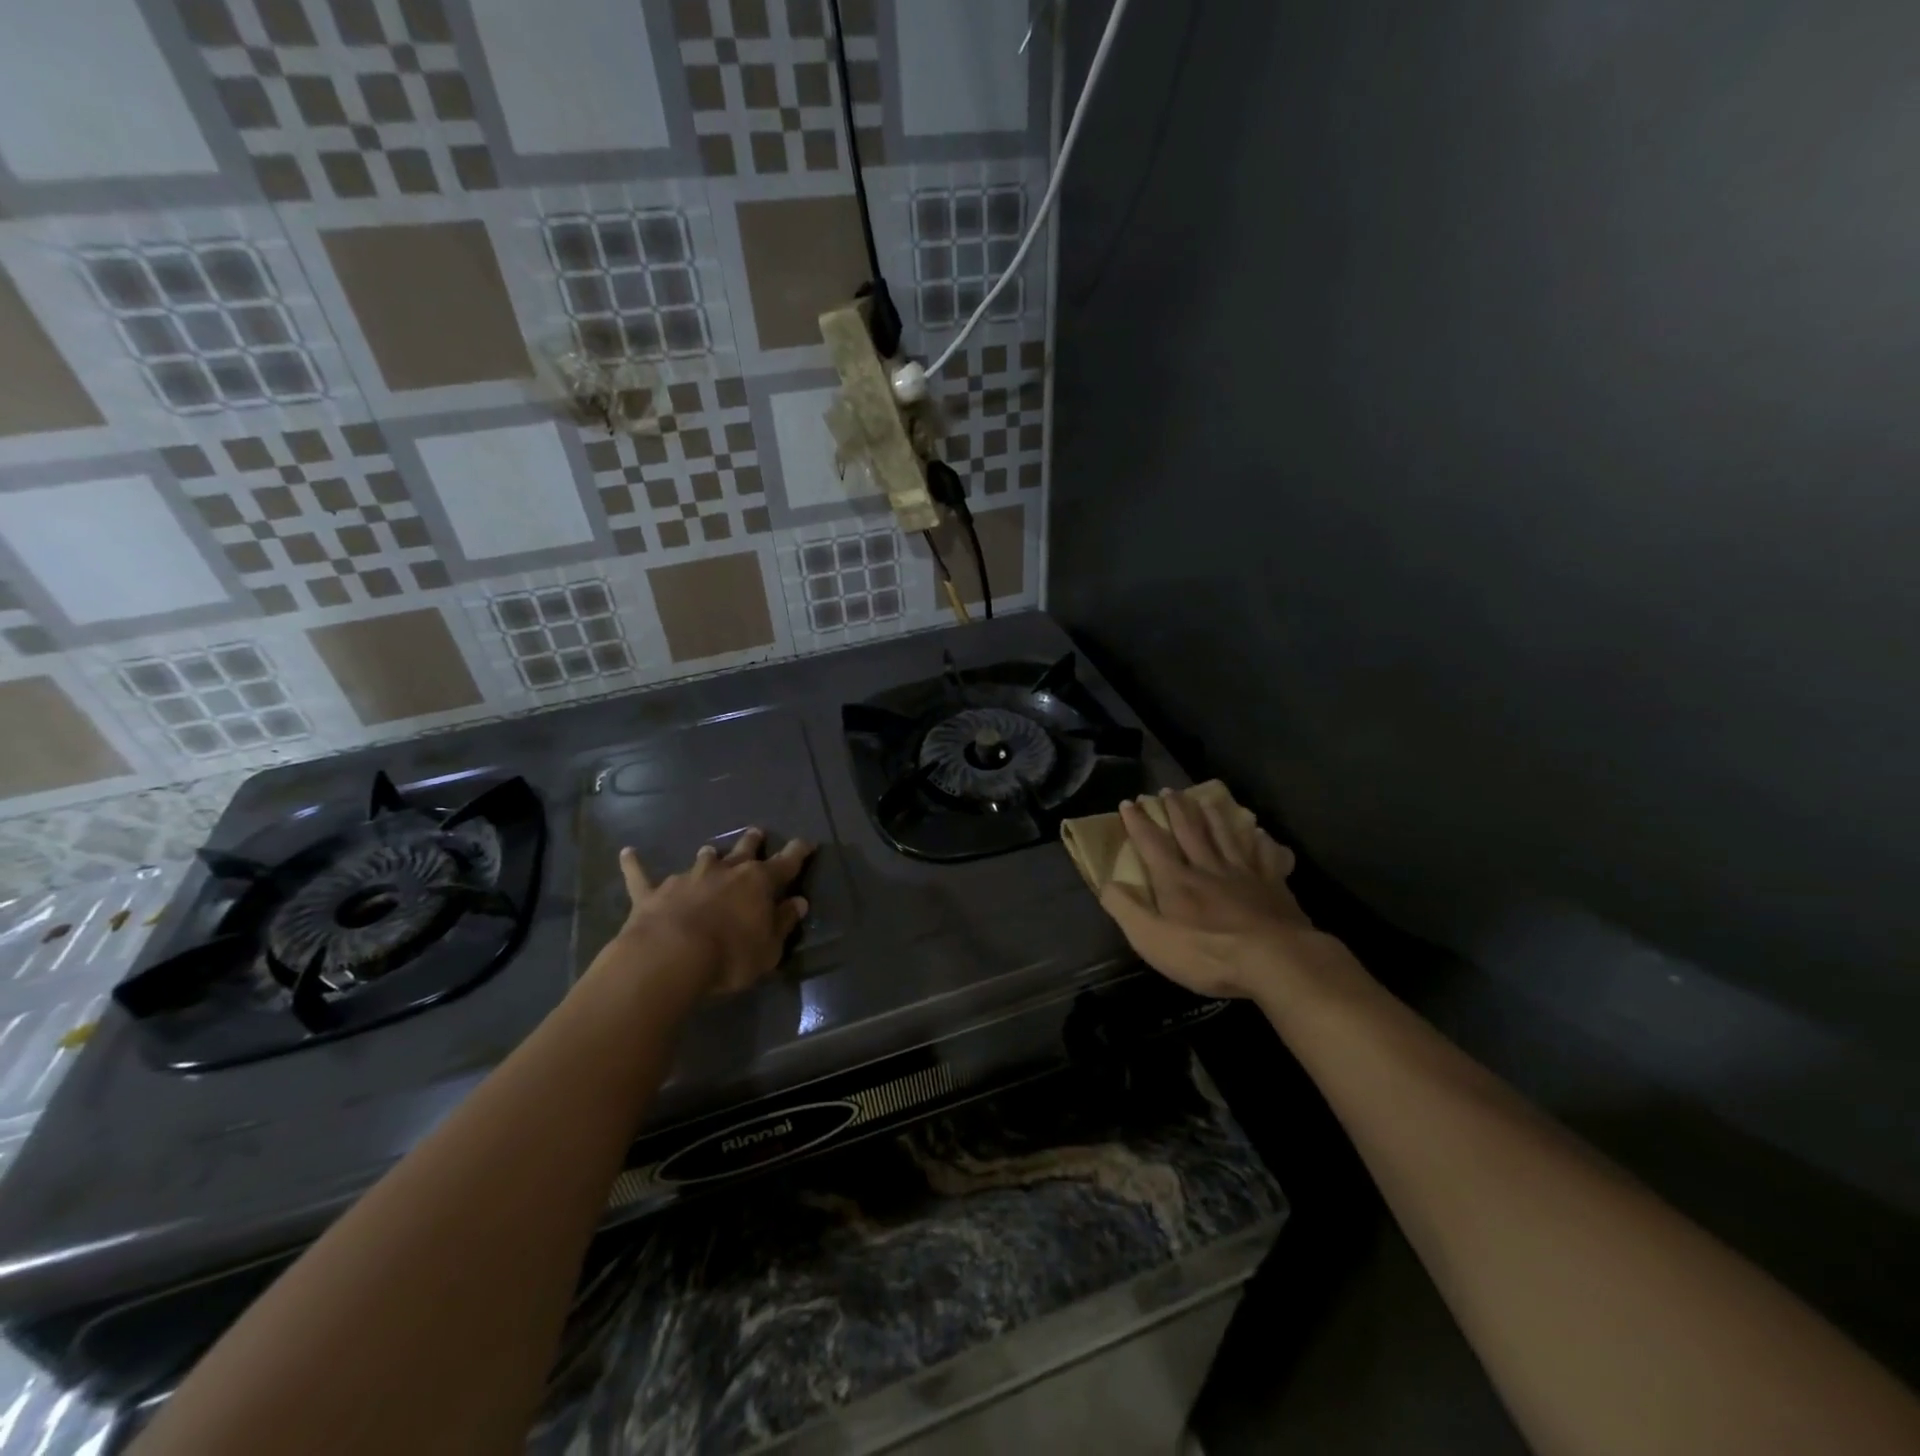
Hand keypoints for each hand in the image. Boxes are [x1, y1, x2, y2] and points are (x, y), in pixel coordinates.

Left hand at [615, 830, 813, 996]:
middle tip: (756, 832)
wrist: (670, 957)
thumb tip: (799, 903)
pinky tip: (627, 853)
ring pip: (702, 859)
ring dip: (708, 856)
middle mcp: (726, 871)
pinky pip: (641, 875)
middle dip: (752, 842)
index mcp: (759, 883)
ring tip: (709, 851)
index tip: (806, 843)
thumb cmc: (730, 956)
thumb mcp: (769, 949)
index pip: (786, 863)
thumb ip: (783, 923)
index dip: (798, 852)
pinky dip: (634, 864)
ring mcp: (688, 878)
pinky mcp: (653, 893)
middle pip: (743, 850)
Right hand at [1099, 790, 1344, 1002]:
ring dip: (1214, 817)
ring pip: (1227, 837)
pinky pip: (1266, 857)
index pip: (1152, 844)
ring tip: (1207, 800)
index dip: (1138, 822)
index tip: (1129, 803)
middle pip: (1191, 831)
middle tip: (1168, 790)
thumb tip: (1107, 883)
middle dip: (1176, 810)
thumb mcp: (1152, 939)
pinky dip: (1262, 843)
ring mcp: (1244, 874)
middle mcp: (1208, 868)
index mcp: (1176, 880)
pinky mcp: (1274, 887)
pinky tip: (1261, 834)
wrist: (1274, 960)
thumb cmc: (1207, 954)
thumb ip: (1126, 909)